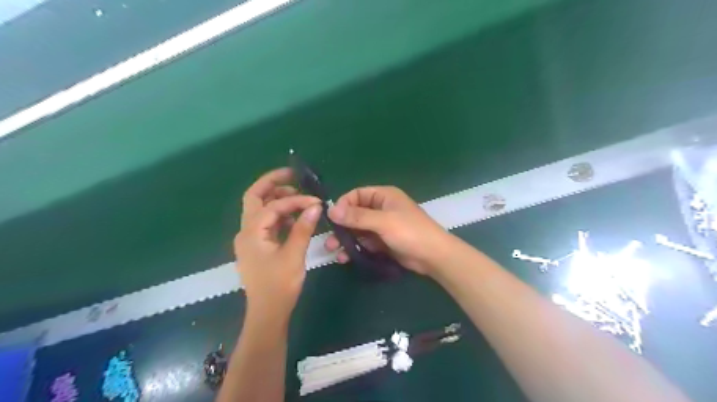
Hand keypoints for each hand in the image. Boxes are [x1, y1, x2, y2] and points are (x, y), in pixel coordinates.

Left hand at [236, 168, 321, 321]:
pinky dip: (279, 214)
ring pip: (260, 209)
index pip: (274, 206)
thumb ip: (303, 228)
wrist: (267, 313)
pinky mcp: (258, 245)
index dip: (296, 200)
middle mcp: (246, 231)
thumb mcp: (293, 255)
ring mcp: (251, 238)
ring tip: (299, 197)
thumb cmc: (279, 286)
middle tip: (293, 176)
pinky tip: (295, 217)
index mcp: (252, 232)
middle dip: (273, 184)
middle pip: (255, 198)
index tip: (316, 202)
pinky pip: (267, 222)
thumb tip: (315, 206)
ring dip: (277, 199)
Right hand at [327, 186, 452, 276]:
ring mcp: (382, 226)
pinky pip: (365, 242)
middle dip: (341, 226)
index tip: (331, 218)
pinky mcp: (383, 242)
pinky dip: (355, 248)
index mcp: (384, 196)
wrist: (433, 256)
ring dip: (346, 239)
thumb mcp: (383, 222)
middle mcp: (381, 208)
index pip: (357, 195)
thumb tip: (331, 210)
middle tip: (329, 240)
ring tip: (334, 250)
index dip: (343, 205)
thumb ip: (357, 217)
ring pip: (358, 230)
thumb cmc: (410, 232)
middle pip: (355, 214)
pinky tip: (345, 257)